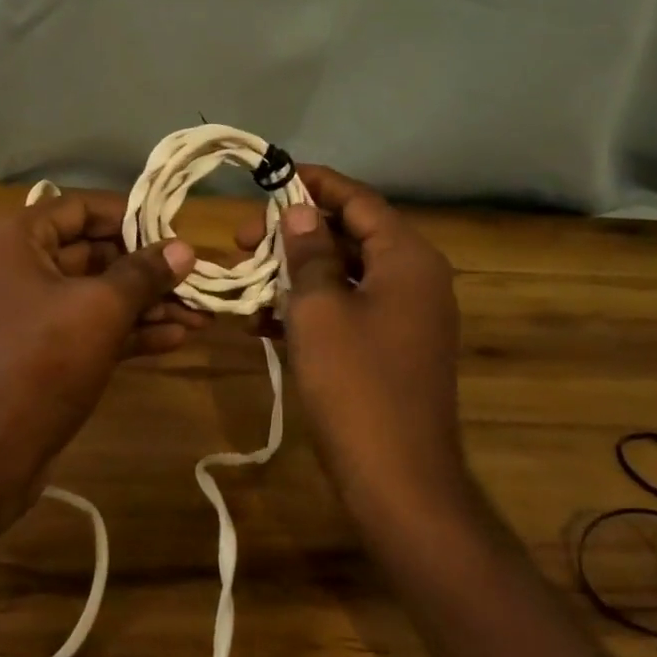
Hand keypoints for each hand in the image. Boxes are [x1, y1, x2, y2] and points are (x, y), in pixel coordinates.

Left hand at [0, 189, 200, 489]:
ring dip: (146, 305)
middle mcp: (17, 267)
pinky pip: (87, 327)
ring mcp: (27, 312)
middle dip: (147, 270)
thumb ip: (144, 274)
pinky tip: (175, 339)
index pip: (82, 208)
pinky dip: (127, 331)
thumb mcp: (100, 310)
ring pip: (94, 295)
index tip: (175, 233)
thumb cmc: (41, 361)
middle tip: (197, 281)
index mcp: (17, 239)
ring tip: (200, 315)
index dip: (131, 217)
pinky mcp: (39, 352)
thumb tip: (184, 248)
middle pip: (92, 253)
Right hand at [238, 165, 466, 510]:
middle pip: (350, 235)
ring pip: (343, 274)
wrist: (397, 478)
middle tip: (242, 240)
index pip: (358, 200)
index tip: (270, 178)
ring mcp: (405, 316)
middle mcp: (414, 279)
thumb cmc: (355, 384)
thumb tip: (299, 212)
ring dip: (295, 272)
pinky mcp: (390, 348)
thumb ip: (308, 252)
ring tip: (247, 279)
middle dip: (294, 233)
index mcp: (406, 258)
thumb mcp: (319, 309)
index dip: (313, 184)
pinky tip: (263, 321)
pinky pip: (347, 309)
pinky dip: (309, 307)